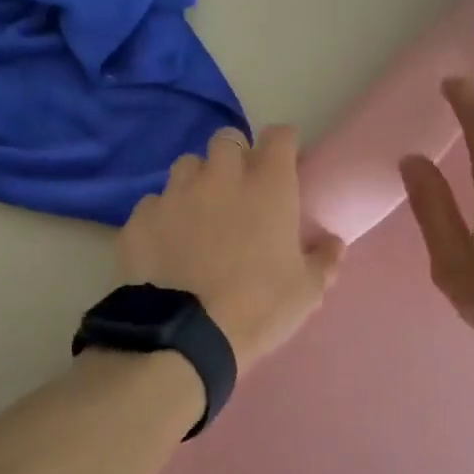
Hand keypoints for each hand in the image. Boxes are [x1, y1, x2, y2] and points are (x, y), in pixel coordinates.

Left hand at [120, 126, 345, 371]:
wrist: (185, 336)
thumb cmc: (258, 309)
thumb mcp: (306, 292)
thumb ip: (323, 260)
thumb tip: (333, 243)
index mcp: (267, 187)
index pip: (278, 137)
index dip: (282, 145)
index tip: (284, 164)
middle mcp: (220, 178)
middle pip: (226, 140)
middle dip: (234, 156)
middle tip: (238, 189)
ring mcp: (175, 195)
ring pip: (186, 166)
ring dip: (196, 181)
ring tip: (198, 213)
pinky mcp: (140, 219)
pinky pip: (152, 204)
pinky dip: (162, 216)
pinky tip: (165, 244)